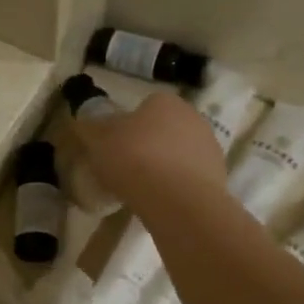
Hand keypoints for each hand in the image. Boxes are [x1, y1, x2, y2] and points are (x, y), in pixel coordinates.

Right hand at [68, 90, 228, 218]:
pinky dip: (177, 186)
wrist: (177, 200)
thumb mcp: (98, 141)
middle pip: (164, 129)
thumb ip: (90, 129)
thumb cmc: (134, 159)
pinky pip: (189, 177)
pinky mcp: (218, 176)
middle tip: (127, 168)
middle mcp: (192, 116)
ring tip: (144, 190)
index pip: (145, 107)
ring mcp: (210, 146)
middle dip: (149, 145)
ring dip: (165, 166)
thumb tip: (84, 122)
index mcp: (164, 101)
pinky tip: (162, 202)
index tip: (116, 147)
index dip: (128, 126)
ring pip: (179, 153)